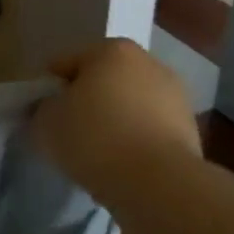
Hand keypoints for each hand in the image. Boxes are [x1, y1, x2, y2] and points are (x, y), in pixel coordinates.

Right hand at [32, 39, 205, 211]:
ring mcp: (175, 95)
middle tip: (69, 134)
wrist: (159, 184)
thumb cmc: (95, 139)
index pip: (66, 64)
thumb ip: (42, 109)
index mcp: (111, 49)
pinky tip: (123, 166)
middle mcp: (147, 62)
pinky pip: (149, 130)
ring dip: (114, 122)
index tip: (43, 117)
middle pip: (102, 81)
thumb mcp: (46, 122)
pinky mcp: (192, 129)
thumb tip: (50, 110)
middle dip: (86, 102)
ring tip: (98, 155)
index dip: (49, 90)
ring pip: (129, 106)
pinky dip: (136, 142)